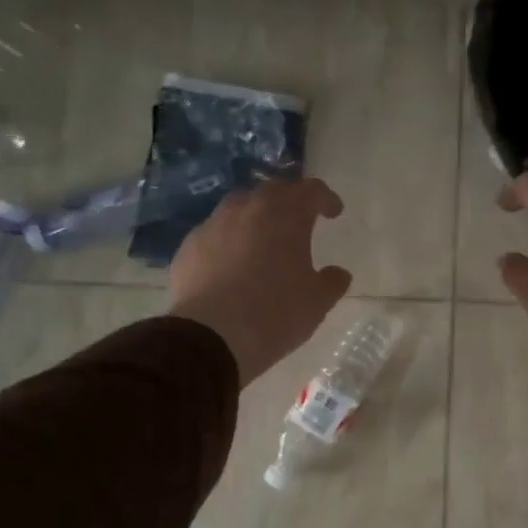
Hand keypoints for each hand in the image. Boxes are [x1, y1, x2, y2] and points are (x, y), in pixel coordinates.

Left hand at [169, 177, 351, 384]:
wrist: (211, 337)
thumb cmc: (275, 313)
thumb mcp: (317, 302)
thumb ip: (332, 281)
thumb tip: (338, 273)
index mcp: (286, 215)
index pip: (311, 190)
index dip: (325, 198)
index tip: (333, 212)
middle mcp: (248, 209)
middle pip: (273, 190)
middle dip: (290, 200)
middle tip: (300, 219)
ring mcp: (213, 224)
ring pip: (239, 206)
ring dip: (256, 215)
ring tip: (263, 238)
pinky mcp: (188, 246)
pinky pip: (215, 232)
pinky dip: (229, 239)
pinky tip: (231, 263)